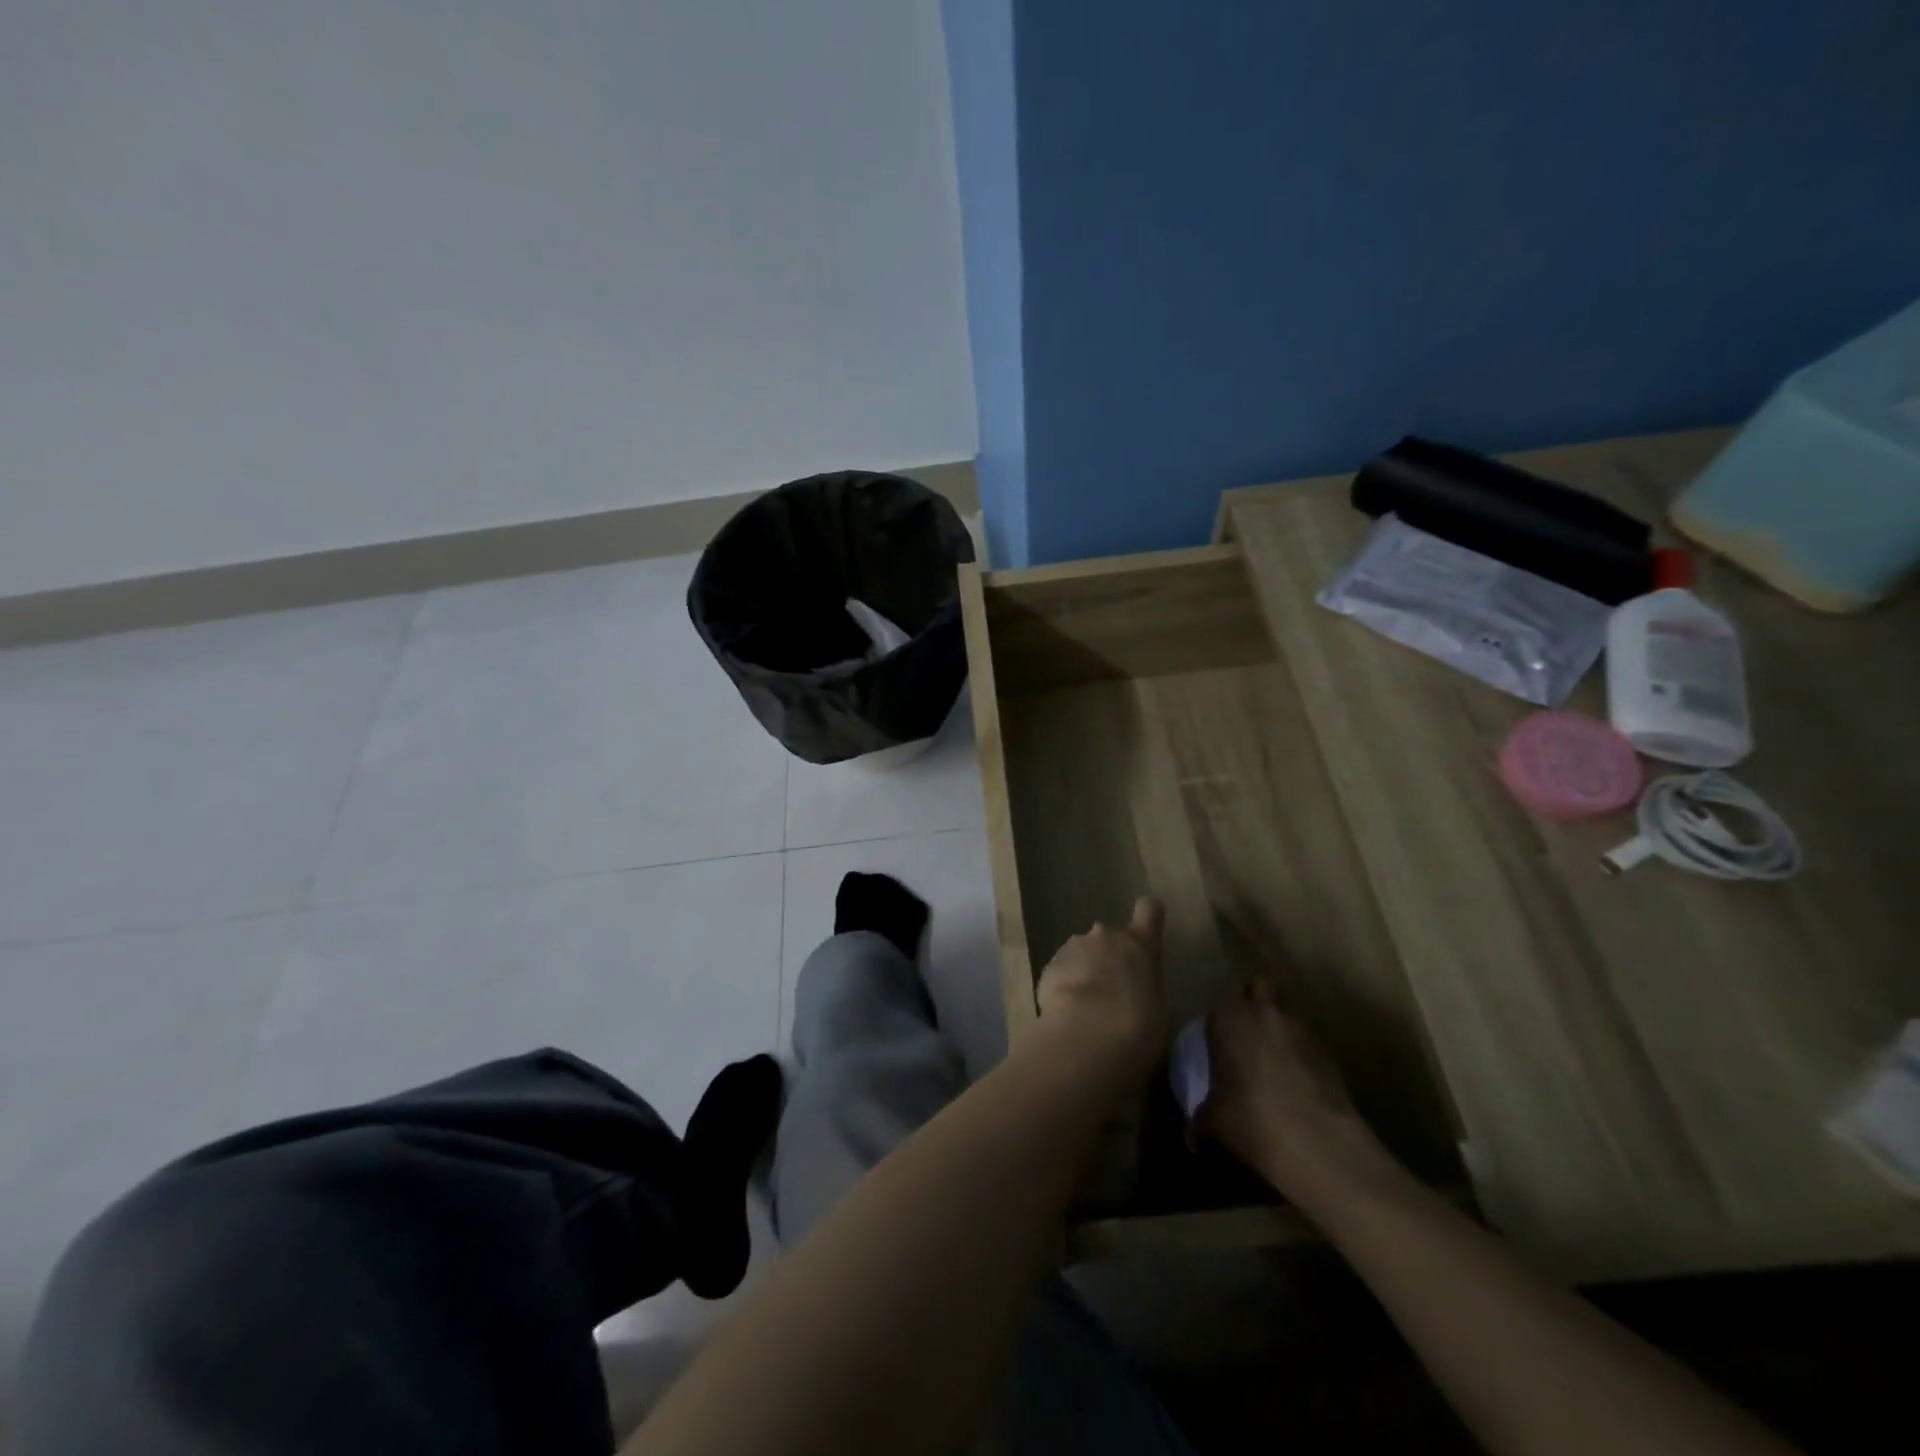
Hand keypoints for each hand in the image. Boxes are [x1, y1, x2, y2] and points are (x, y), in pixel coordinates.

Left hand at [1033, 898, 1169, 1073]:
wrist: (1088, 1032)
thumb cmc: (1138, 1023)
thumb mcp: (1159, 1010)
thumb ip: (1148, 991)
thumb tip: (1140, 996)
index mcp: (1139, 944)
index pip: (1149, 910)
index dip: (1149, 916)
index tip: (1149, 926)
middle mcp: (1105, 936)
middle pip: (1110, 936)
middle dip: (1109, 955)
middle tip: (1113, 988)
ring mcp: (1073, 947)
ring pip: (1082, 952)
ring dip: (1085, 970)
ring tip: (1088, 1006)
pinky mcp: (1049, 966)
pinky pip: (1061, 971)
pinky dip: (1065, 986)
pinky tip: (1068, 1012)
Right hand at [1193, 980, 1391, 1201]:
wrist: (1319, 1145)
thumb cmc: (1250, 1120)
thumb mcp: (1212, 1124)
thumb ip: (1200, 1121)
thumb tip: (1194, 1136)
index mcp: (1229, 1020)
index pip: (1217, 1012)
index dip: (1217, 1030)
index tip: (1216, 1053)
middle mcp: (1265, 1015)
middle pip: (1259, 990)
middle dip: (1254, 1009)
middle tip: (1246, 1043)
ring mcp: (1303, 1032)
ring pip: (1288, 1018)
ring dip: (1282, 1035)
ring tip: (1276, 1071)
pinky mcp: (1332, 1056)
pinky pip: (1309, 1049)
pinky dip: (1304, 1062)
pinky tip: (1299, 1092)